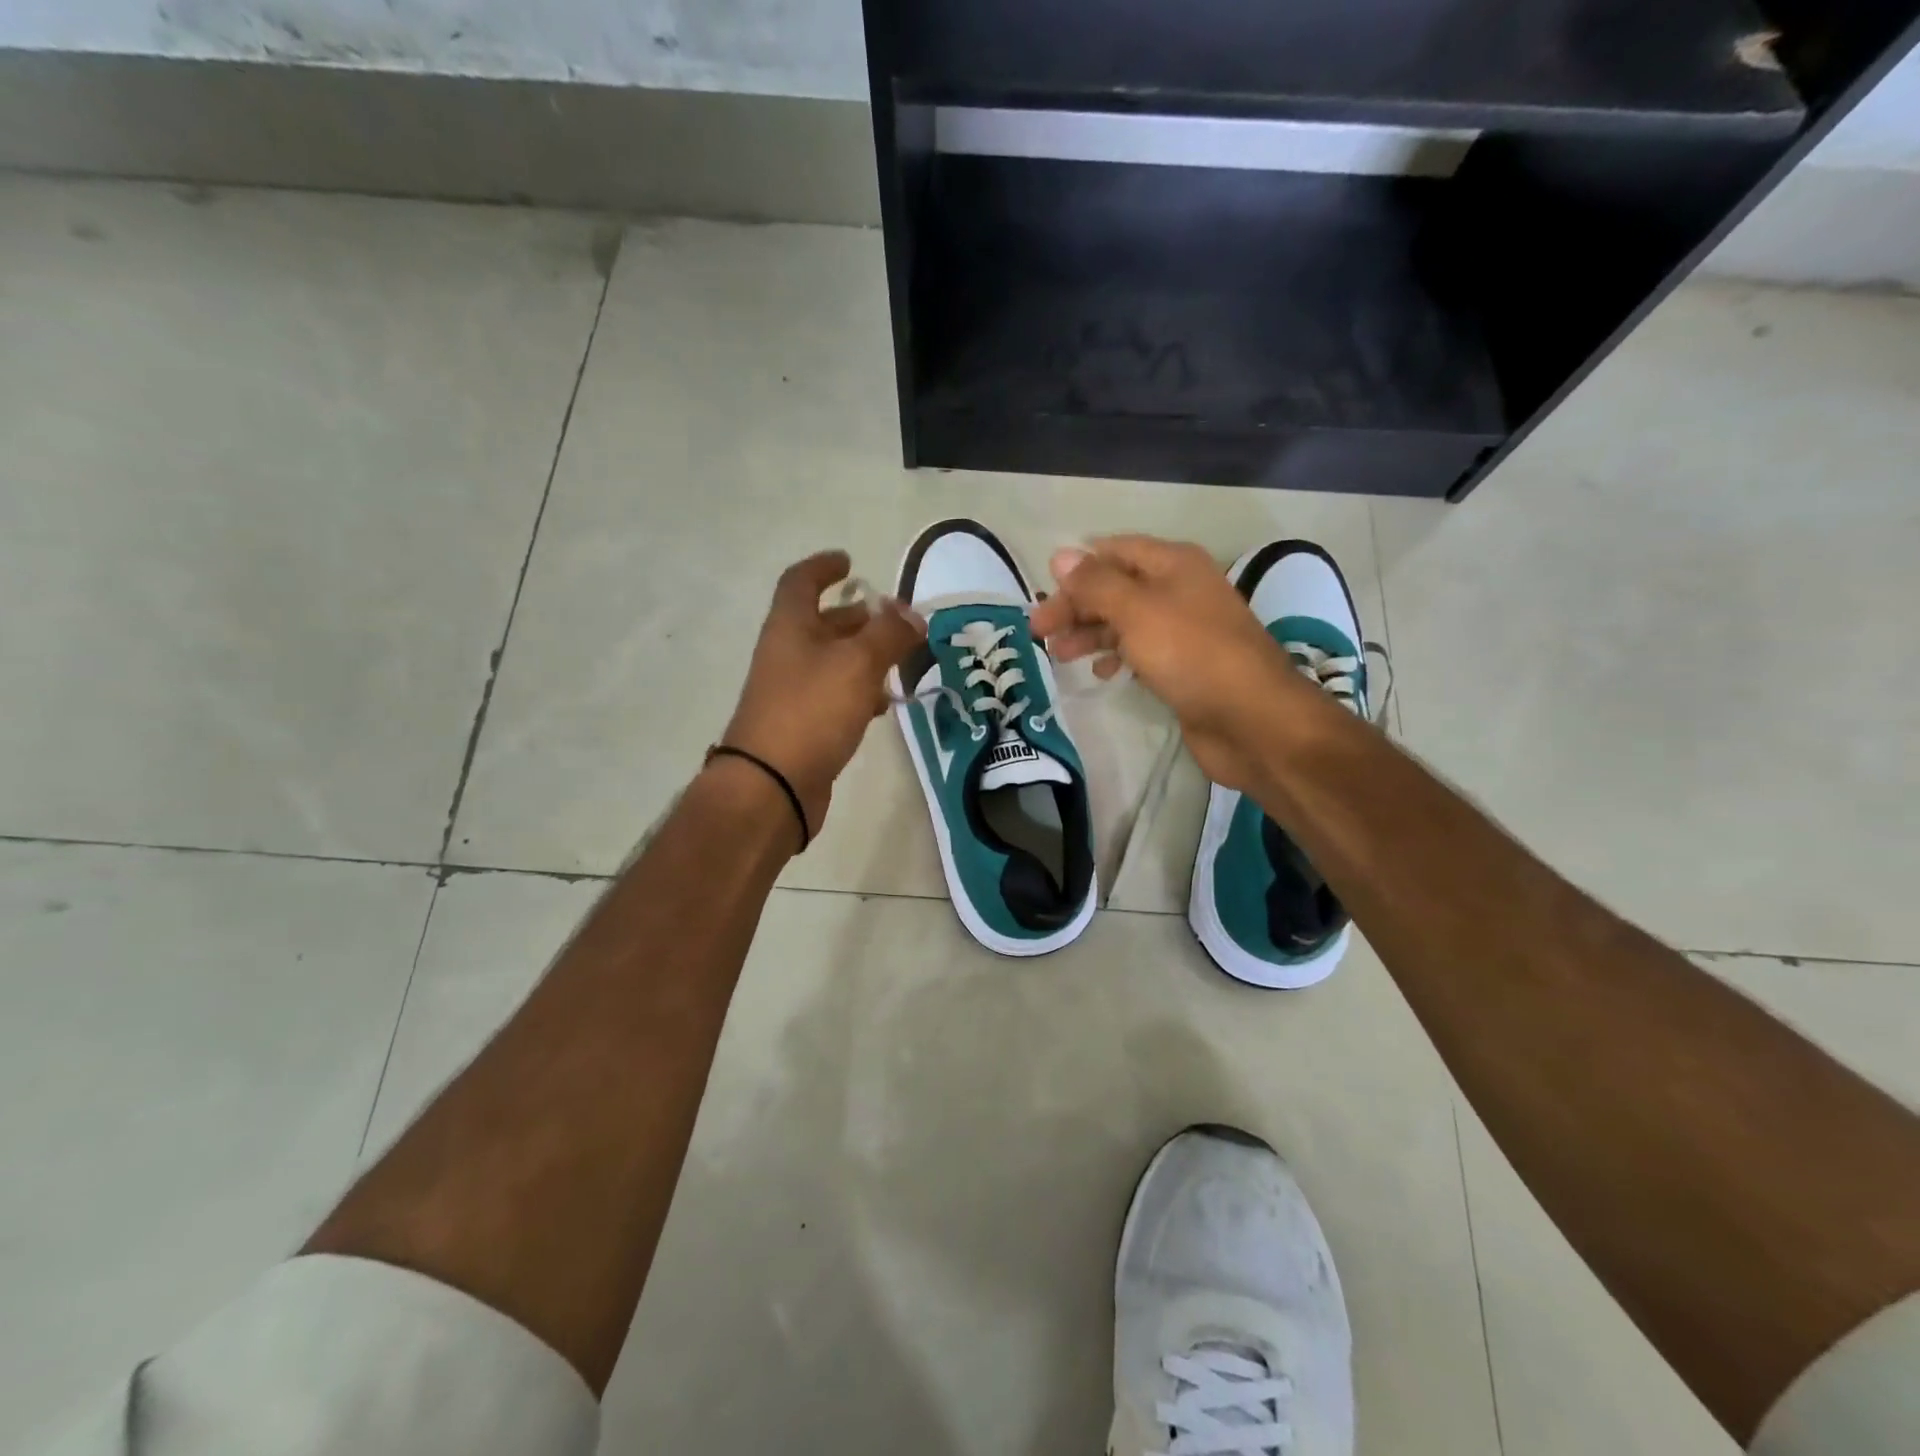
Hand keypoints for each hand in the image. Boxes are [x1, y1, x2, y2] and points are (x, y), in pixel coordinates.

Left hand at [721, 550, 924, 841]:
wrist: (772, 784)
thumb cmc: (812, 710)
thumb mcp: (858, 663)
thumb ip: (889, 634)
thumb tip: (912, 613)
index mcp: (791, 626)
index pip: (801, 582)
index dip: (824, 567)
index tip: (849, 562)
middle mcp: (787, 653)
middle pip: (821, 623)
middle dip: (857, 617)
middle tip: (894, 620)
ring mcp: (792, 691)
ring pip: (831, 662)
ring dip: (863, 656)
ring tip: (900, 663)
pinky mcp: (803, 725)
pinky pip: (834, 695)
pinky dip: (859, 691)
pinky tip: (882, 705)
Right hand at [1029, 535, 1314, 792]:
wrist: (1251, 719)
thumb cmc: (1191, 654)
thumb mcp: (1137, 611)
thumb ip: (1096, 584)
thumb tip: (1060, 555)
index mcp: (1173, 564)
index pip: (1114, 551)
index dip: (1077, 568)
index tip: (1043, 594)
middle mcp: (1179, 589)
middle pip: (1116, 587)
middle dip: (1076, 606)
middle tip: (1039, 632)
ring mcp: (1183, 630)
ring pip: (1124, 622)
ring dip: (1090, 633)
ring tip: (1058, 655)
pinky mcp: (1184, 666)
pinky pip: (1140, 652)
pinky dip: (1116, 658)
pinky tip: (1100, 674)